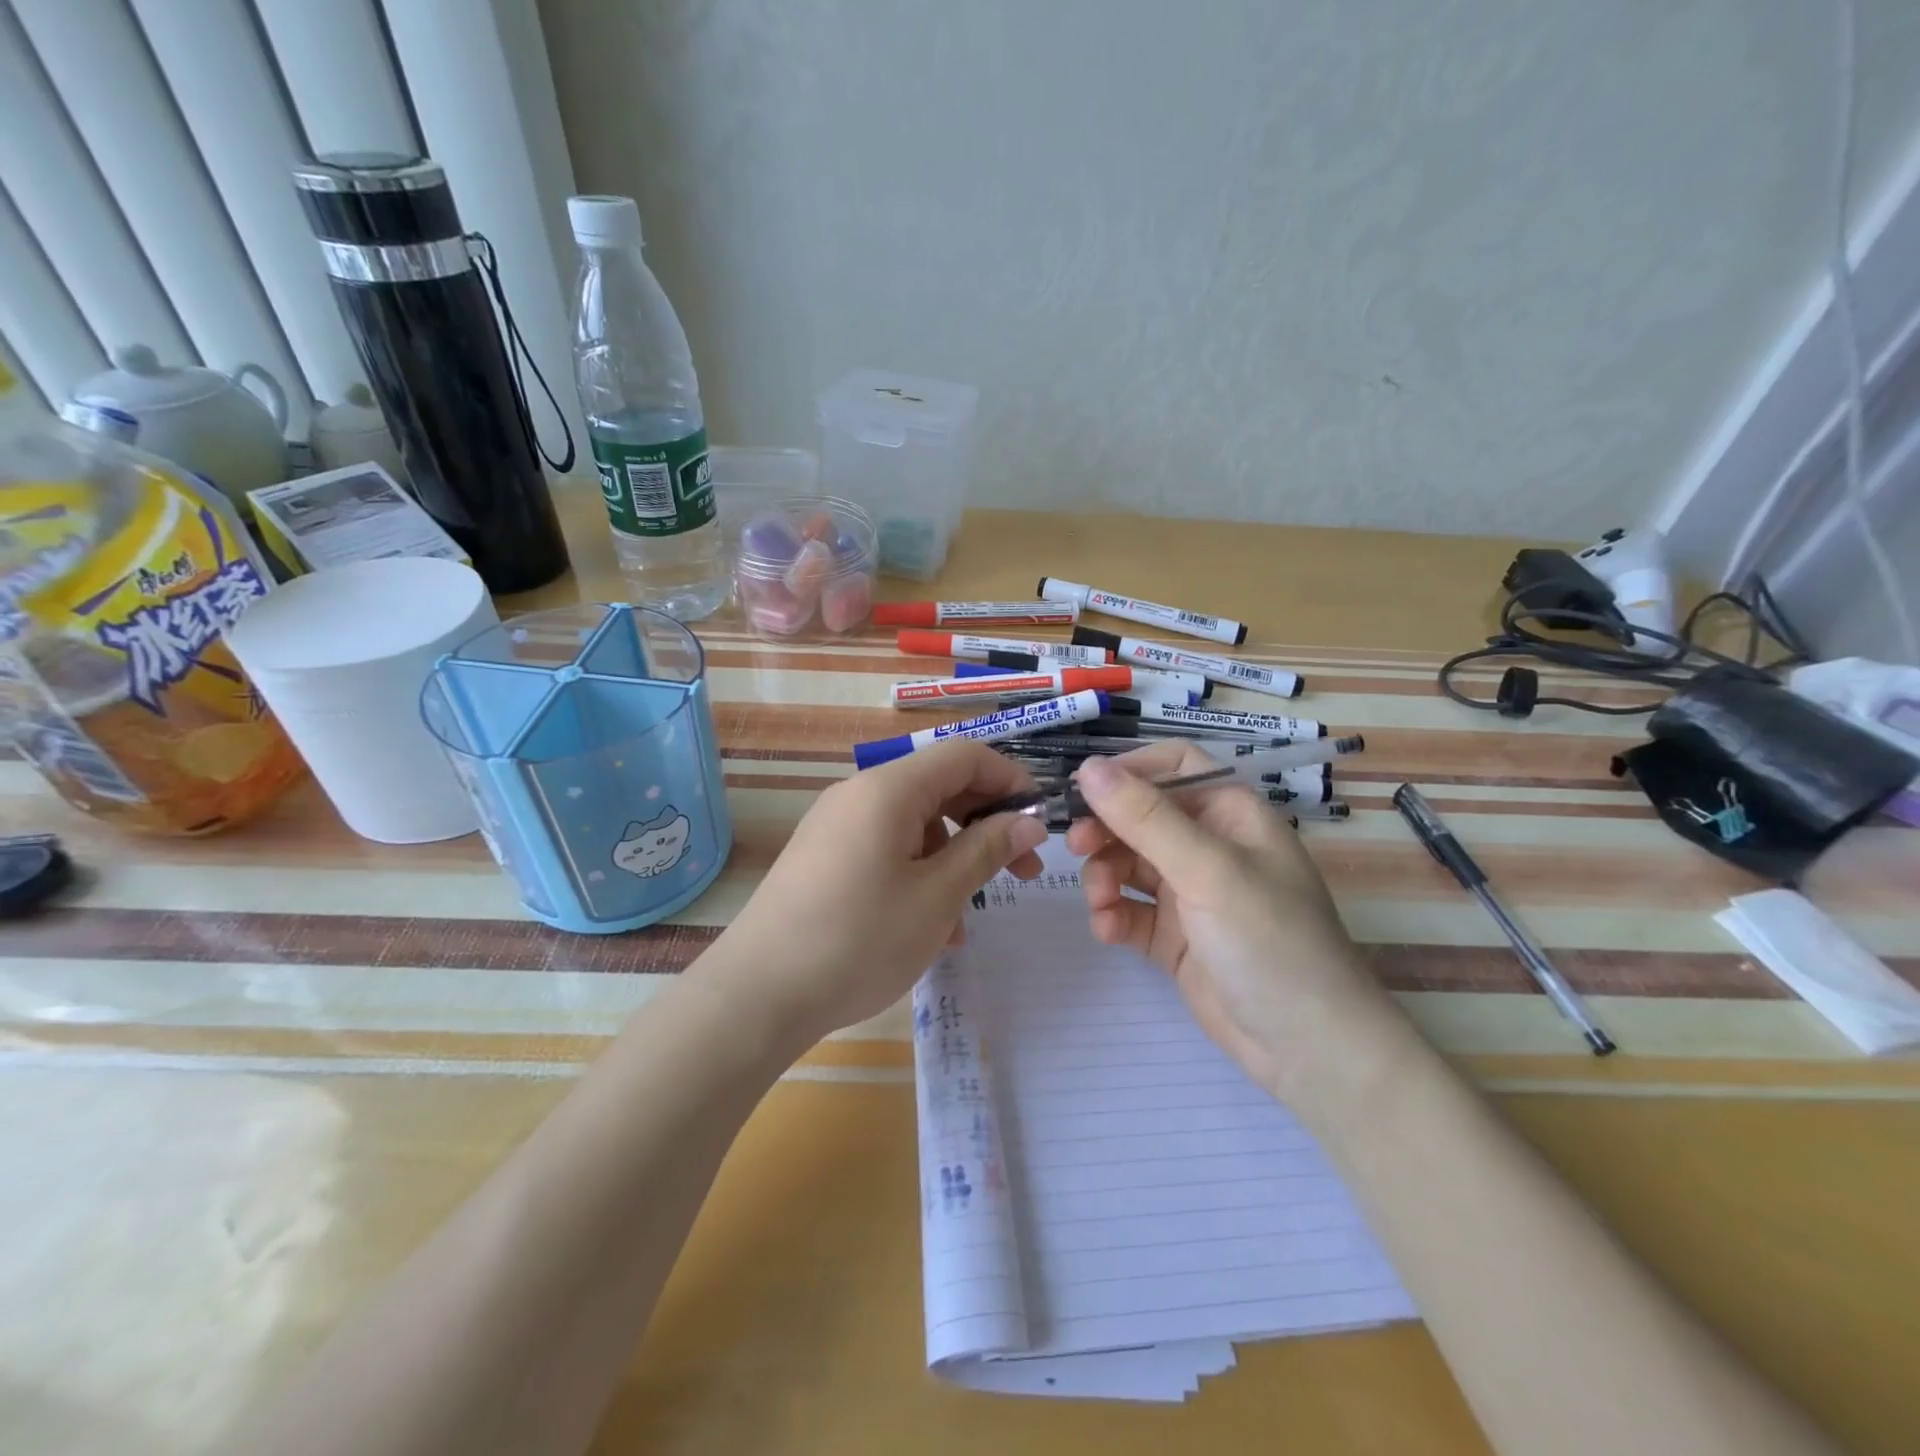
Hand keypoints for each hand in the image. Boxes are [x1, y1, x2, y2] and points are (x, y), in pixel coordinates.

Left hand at [706, 741, 1047, 1047]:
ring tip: (972, 913)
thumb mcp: (937, 897)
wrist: (758, 995)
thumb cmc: (859, 940)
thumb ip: (986, 850)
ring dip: (954, 857)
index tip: (1040, 822)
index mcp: (888, 790)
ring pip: (915, 824)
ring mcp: (837, 826)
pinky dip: (918, 873)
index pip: (964, 756)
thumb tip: (1029, 821)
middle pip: (939, 787)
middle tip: (1024, 871)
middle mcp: (859, 795)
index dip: (1010, 779)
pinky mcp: (824, 857)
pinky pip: (886, 849)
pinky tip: (932, 927)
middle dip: (987, 823)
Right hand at [1066, 742, 1404, 1104]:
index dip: (1129, 771)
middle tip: (1075, 847)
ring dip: (1104, 875)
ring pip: (1128, 863)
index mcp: (1230, 815)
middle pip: (1141, 816)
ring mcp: (1190, 893)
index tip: (1083, 790)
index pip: (1174, 767)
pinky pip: (1129, 910)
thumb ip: (1146, 818)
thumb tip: (1088, 768)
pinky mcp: (1174, 937)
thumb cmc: (1270, 942)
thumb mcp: (1209, 871)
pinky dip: (1113, 915)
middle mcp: (1209, 846)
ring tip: (1101, 901)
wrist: (1309, 1050)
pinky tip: (1109, 931)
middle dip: (1106, 829)